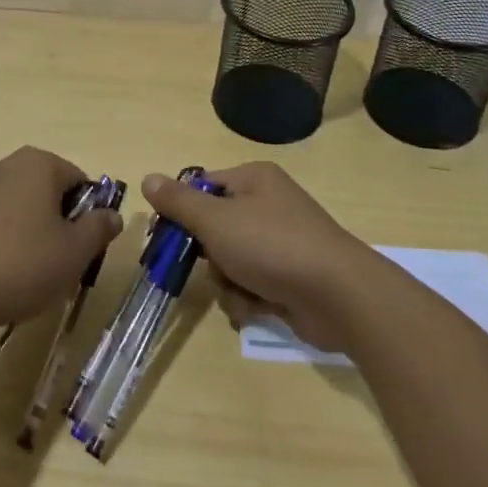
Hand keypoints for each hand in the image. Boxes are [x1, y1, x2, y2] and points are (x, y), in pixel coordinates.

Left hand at [0, 147, 123, 329]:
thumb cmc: (22, 265)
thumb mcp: (75, 253)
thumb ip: (98, 229)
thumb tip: (112, 215)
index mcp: (37, 164)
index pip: (77, 179)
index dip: (87, 213)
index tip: (82, 246)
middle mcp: (2, 164)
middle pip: (43, 189)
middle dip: (54, 220)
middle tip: (57, 261)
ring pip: (13, 205)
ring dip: (24, 229)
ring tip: (24, 272)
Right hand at [139, 162, 375, 352]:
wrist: (339, 296)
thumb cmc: (272, 246)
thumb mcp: (216, 220)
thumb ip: (178, 202)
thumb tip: (148, 178)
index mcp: (253, 180)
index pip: (202, 187)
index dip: (180, 210)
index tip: (160, 234)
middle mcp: (268, 206)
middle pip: (214, 227)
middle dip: (206, 254)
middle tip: (199, 267)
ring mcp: (281, 244)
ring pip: (230, 261)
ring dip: (226, 281)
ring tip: (239, 290)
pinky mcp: (289, 279)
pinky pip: (251, 284)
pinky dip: (247, 298)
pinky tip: (255, 307)